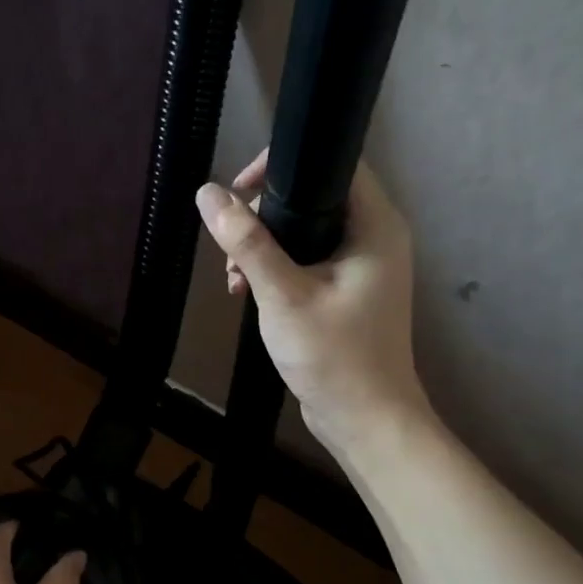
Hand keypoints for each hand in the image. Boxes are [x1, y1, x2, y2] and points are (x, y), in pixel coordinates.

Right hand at [195, 150, 430, 457]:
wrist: (364, 420)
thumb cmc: (333, 355)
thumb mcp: (283, 294)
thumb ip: (246, 242)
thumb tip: (207, 194)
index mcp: (375, 226)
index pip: (334, 163)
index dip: (284, 165)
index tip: (240, 190)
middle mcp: (374, 237)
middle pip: (313, 196)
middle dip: (263, 216)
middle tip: (231, 246)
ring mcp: (361, 266)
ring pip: (304, 231)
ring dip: (263, 246)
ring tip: (234, 278)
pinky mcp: (346, 290)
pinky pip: (306, 260)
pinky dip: (275, 269)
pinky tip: (247, 291)